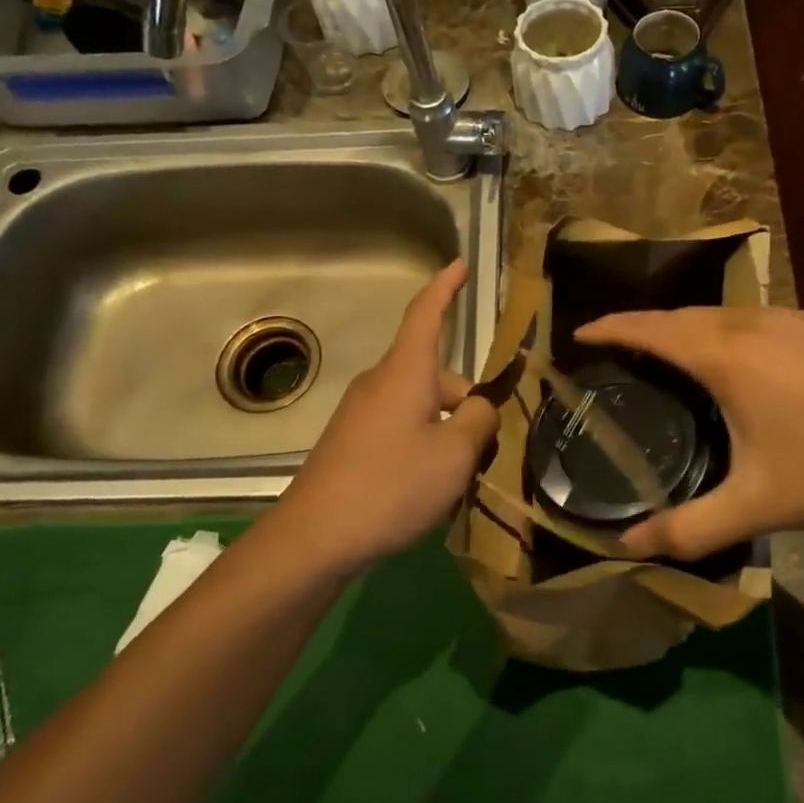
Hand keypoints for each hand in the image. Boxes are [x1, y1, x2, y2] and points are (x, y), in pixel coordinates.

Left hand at [268, 260, 498, 568]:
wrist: (315, 537)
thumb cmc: (392, 484)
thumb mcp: (455, 455)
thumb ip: (480, 421)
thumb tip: (480, 407)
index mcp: (406, 372)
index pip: (426, 315)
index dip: (445, 288)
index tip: (459, 265)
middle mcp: (381, 384)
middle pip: (437, 377)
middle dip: (468, 404)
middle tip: (488, 450)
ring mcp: (362, 414)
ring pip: (422, 407)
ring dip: (448, 431)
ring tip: (460, 478)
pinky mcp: (352, 442)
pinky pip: (401, 429)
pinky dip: (424, 446)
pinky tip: (428, 489)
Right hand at [575, 306, 803, 559]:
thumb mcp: (755, 507)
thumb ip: (687, 528)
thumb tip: (625, 548)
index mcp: (728, 356)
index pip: (652, 329)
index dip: (611, 327)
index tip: (578, 333)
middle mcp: (752, 323)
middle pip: (680, 315)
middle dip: (640, 325)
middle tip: (610, 348)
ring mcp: (788, 320)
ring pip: (715, 313)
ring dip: (679, 326)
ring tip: (657, 352)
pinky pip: (745, 317)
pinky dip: (714, 329)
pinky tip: (721, 357)